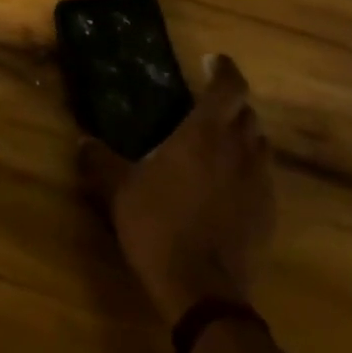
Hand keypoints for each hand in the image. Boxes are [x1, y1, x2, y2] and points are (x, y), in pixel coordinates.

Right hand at [80, 54, 276, 325]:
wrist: (202, 291)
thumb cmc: (159, 225)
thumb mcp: (119, 190)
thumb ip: (101, 160)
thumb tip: (82, 141)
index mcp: (205, 133)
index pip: (229, 86)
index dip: (223, 68)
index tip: (209, 61)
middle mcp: (239, 149)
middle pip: (248, 113)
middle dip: (231, 104)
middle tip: (207, 107)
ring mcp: (259, 182)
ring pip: (260, 144)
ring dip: (243, 136)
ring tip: (219, 144)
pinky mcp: (268, 214)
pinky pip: (263, 178)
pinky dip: (249, 170)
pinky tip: (228, 185)